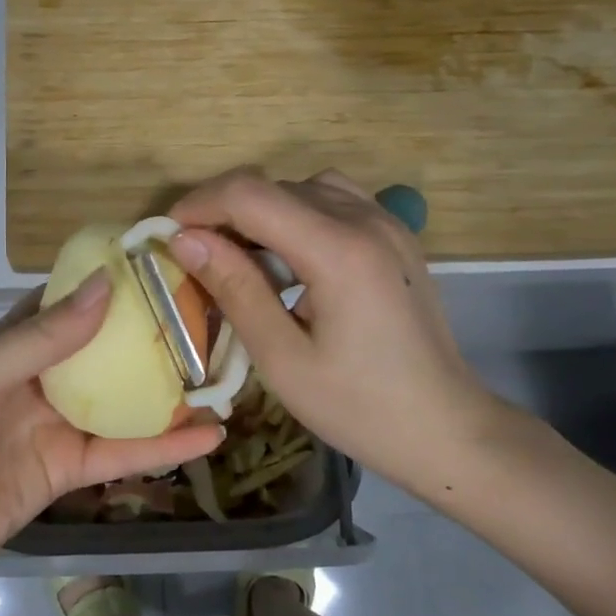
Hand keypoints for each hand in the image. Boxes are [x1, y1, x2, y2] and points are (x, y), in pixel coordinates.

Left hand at [0, 272, 224, 595]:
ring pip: (123, 402)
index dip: (111, 284)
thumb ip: (46, 335)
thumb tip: (106, 284)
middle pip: (106, 351)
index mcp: (17, 343)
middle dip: (152, 337)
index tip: (163, 266)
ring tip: (222, 376)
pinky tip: (209, 437)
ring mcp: (60, 425)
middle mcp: (44, 377)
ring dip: (168, 393)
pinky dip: (164, 446)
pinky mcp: (72, 470)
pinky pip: (123, 453)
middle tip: (210, 319)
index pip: (71, 303)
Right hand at [167, 168, 515, 495]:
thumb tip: (184, 240)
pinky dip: (298, 215)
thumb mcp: (283, 358)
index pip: (250, 194)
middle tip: (197, 259)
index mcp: (338, 250)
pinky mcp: (396, 235)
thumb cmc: (360, 408)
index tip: (168, 237)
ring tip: (242, 257)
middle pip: (274, 186)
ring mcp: (387, 223)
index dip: (199, 205)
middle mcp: (365, 220)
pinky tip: (291, 259)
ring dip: (262, 212)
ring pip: (303, 187)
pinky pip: (334, 200)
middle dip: (224, 212)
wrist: (447, 429)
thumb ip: (234, 288)